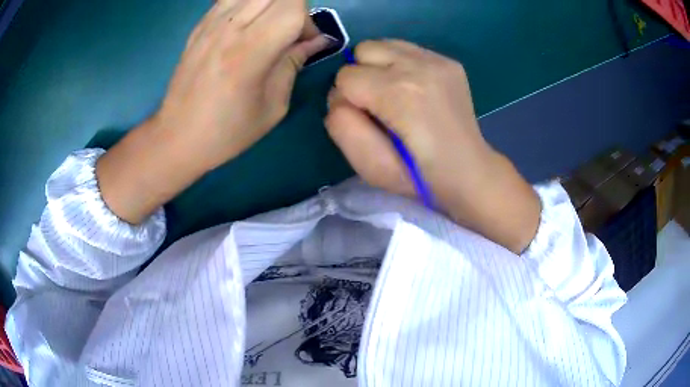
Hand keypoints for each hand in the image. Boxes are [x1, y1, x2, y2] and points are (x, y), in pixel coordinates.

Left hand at [96, 0, 326, 223]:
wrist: (176, 137)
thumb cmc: (227, 131)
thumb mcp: (273, 106)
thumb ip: (293, 64)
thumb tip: (315, 41)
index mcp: (250, 51)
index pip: (293, 7)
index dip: (308, 21)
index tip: (304, 43)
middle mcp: (229, 28)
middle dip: (293, 8)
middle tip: (289, 33)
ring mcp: (211, 23)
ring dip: (271, 5)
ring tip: (267, 27)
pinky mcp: (199, 25)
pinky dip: (248, 4)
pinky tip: (246, 25)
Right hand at [326, 40, 540, 252]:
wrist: (469, 171)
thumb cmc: (418, 176)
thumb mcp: (369, 165)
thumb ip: (341, 125)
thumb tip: (339, 96)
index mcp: (399, 93)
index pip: (345, 76)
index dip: (348, 100)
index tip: (368, 120)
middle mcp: (419, 66)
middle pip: (363, 50)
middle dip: (361, 75)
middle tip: (381, 105)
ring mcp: (438, 60)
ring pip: (383, 44)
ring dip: (379, 66)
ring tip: (397, 95)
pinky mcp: (448, 61)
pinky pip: (406, 49)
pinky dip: (400, 64)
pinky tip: (415, 89)